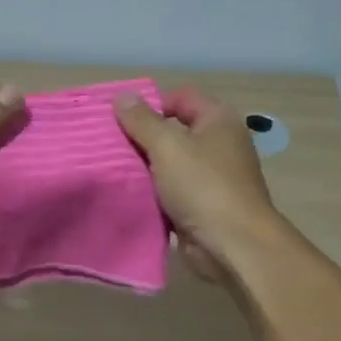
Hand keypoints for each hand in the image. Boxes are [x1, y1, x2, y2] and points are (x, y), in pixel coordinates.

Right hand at [113, 86, 280, 282]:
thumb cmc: (203, 185)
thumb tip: (122, 97)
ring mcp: (211, 176)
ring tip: (112, 169)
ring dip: (144, 168)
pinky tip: (127, 195)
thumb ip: (142, 121)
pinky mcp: (201, 205)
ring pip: (169, 163)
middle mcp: (218, 144)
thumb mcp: (167, 146)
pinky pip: (170, 191)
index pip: (181, 97)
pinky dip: (152, 193)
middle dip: (142, 137)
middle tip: (108, 145)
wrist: (232, 243)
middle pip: (173, 131)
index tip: (120, 119)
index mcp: (218, 120)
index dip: (151, 103)